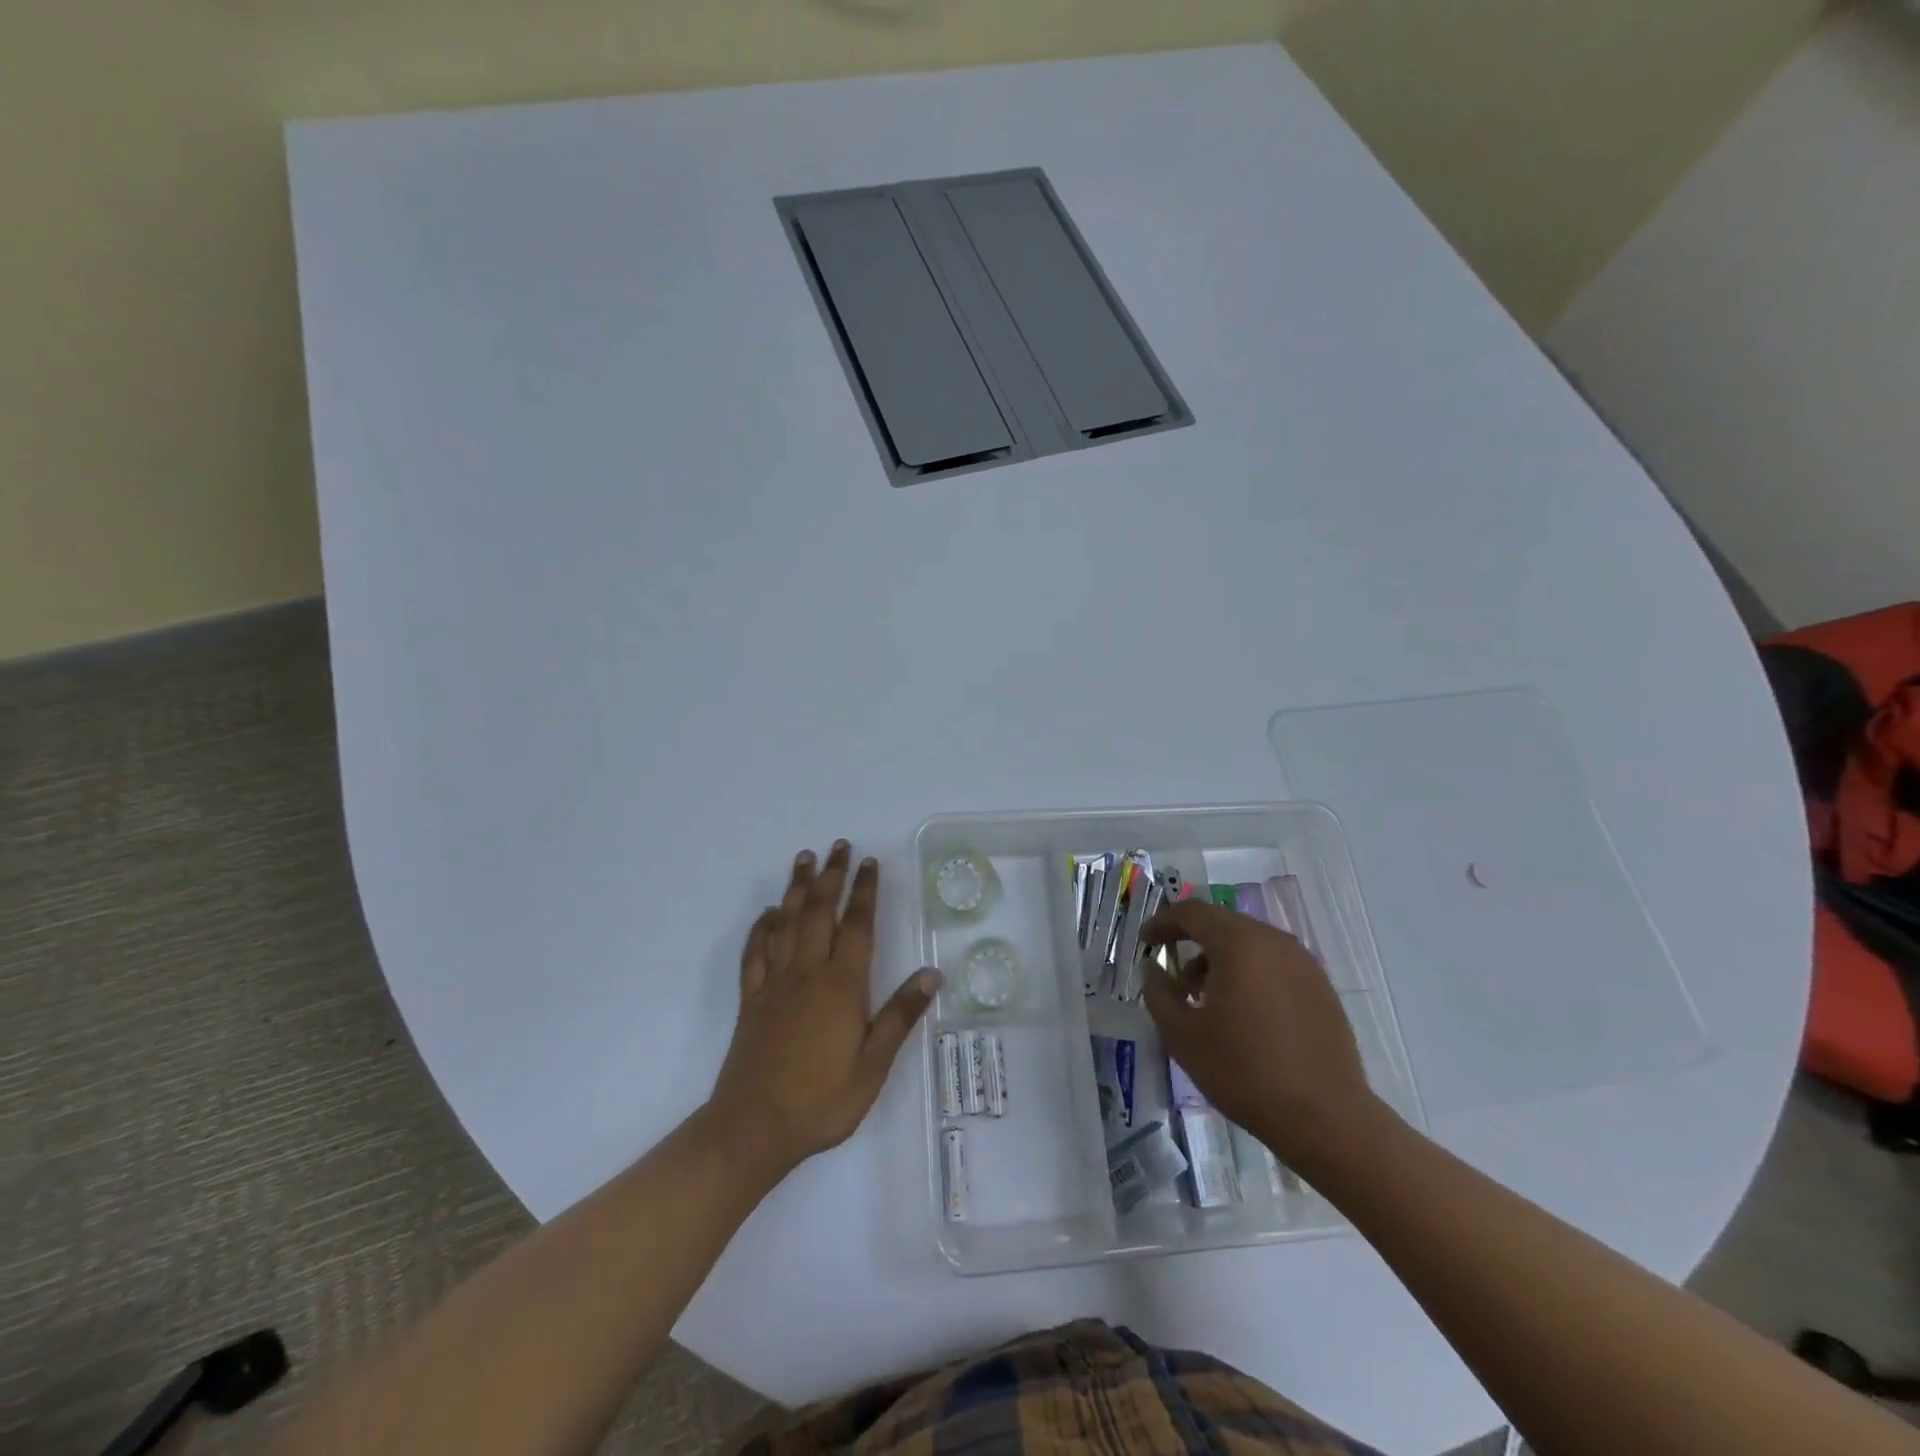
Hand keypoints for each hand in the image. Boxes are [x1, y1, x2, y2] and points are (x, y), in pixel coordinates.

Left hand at [706, 842, 939, 1180]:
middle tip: (838, 846)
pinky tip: (768, 913)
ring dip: (797, 888)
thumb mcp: (873, 1066)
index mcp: (841, 986)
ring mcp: (774, 985)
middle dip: (831, 876)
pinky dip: (761, 928)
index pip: (857, 926)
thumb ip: (900, 1016)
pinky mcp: (751, 1001)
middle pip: (820, 913)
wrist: (753, 1129)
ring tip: (804, 859)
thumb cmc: (822, 1101)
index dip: (864, 891)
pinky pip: (754, 954)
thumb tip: (932, 973)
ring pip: (786, 923)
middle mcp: (807, 974)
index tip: (869, 862)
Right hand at [1142, 899, 1386, 1171]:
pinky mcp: (1321, 987)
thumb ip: (1158, 993)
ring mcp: (1303, 963)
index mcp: (1239, 944)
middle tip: (1173, 975)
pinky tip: (1243, 1013)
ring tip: (1206, 1000)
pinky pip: (1274, 964)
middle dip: (1192, 942)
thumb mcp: (1182, 1036)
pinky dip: (1249, 973)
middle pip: (1222, 924)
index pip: (1192, 913)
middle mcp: (1274, 941)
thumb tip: (1154, 968)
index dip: (1163, 923)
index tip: (1146, 943)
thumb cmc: (1244, 1072)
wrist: (1326, 1118)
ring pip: (1250, 943)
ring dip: (1221, 959)